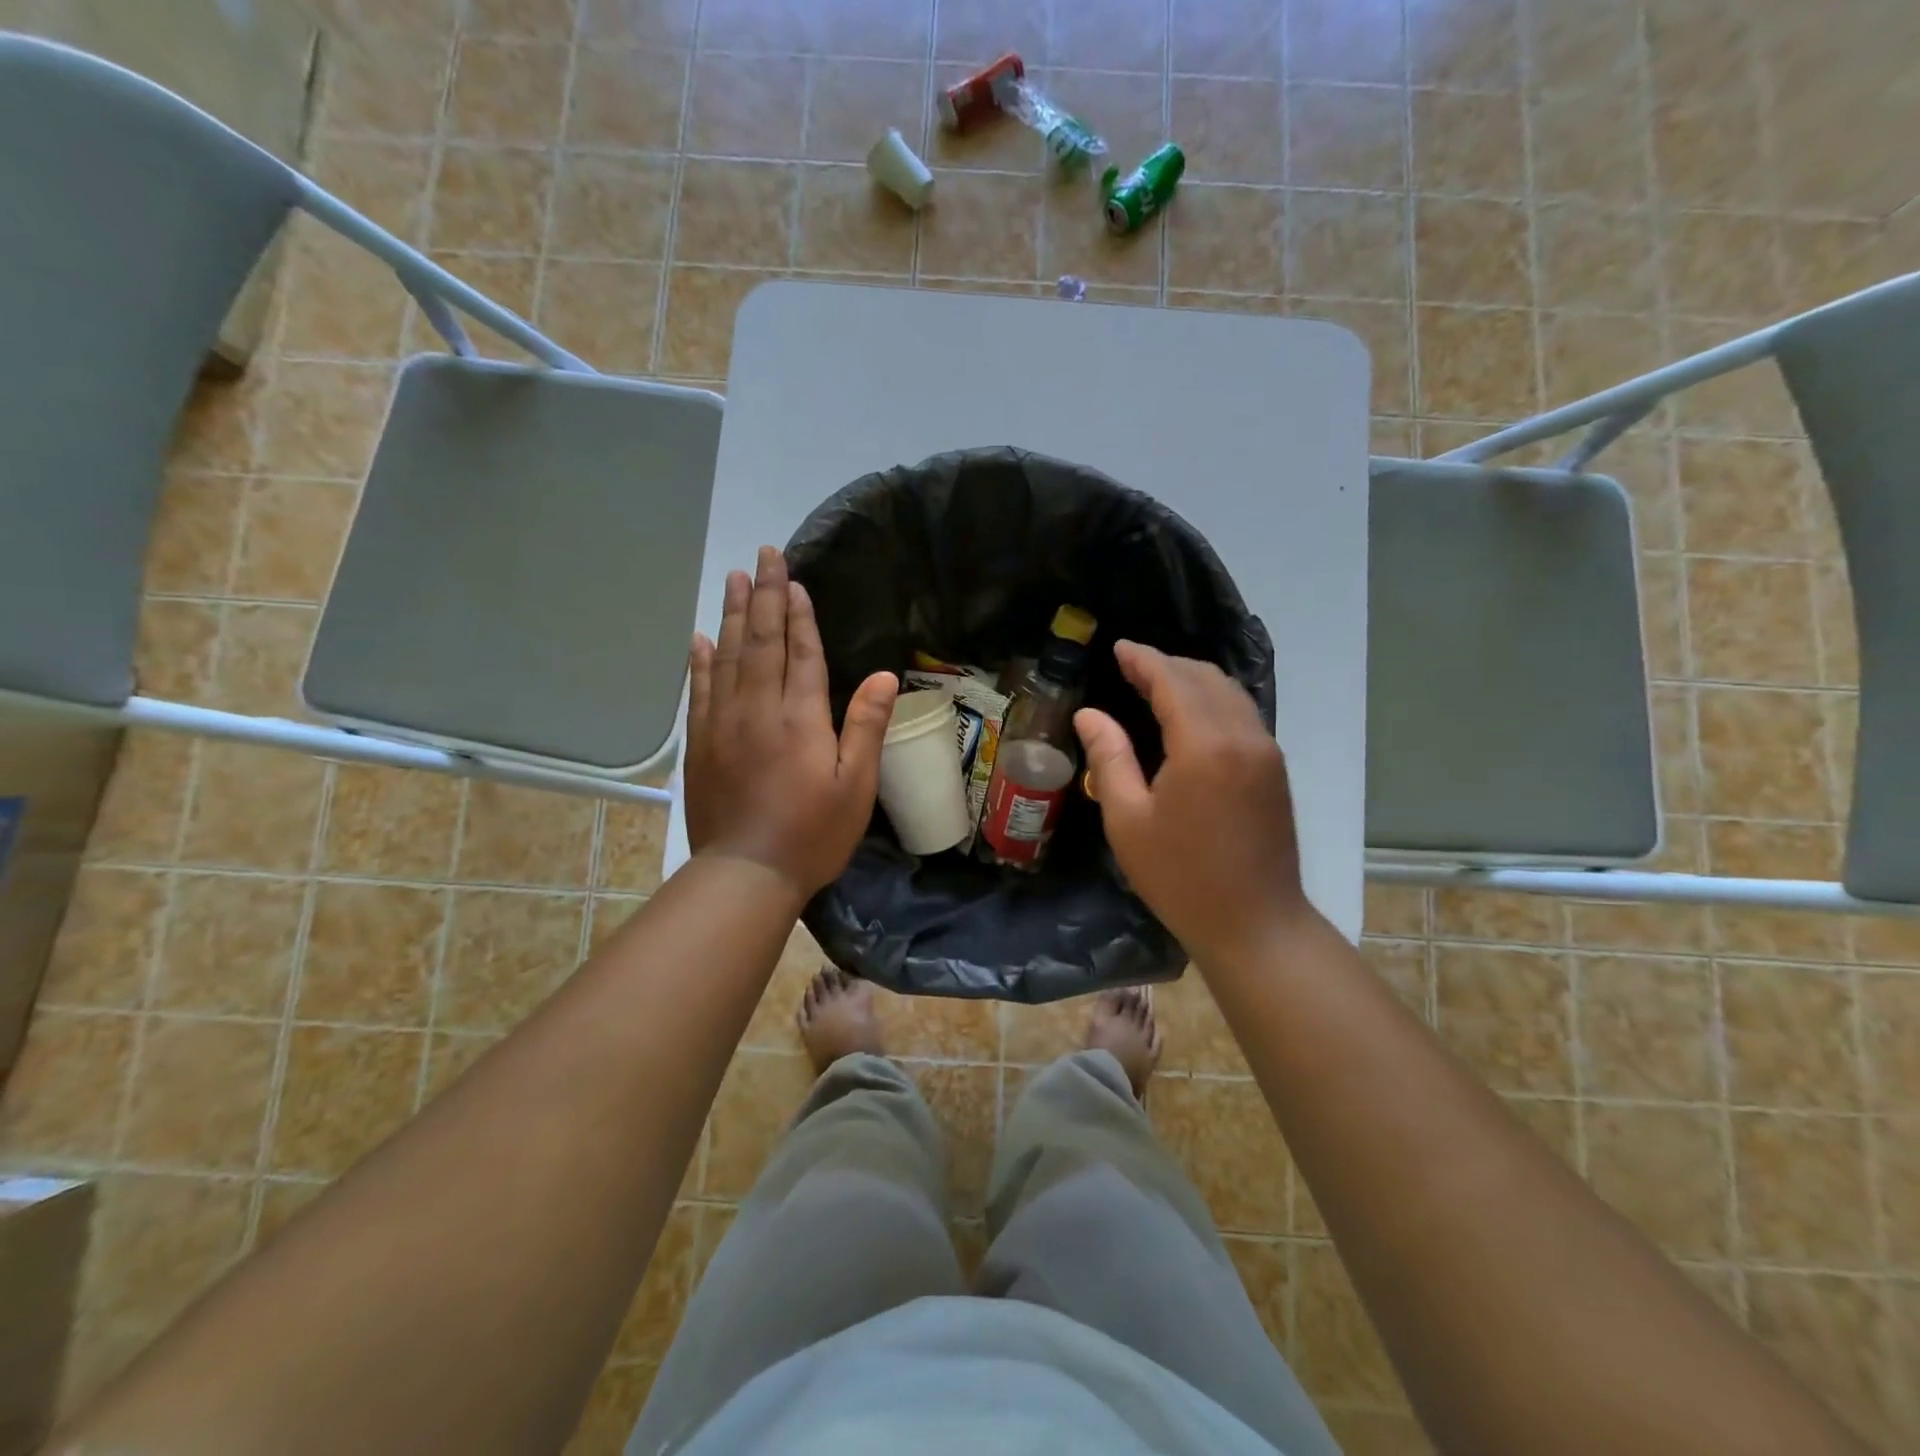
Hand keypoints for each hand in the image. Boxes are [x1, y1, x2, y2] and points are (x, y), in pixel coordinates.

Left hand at [685, 547, 897, 901]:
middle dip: (764, 596)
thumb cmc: (812, 834)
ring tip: (734, 579)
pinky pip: (700, 690)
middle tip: (761, 555)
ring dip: (733, 615)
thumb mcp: (855, 786)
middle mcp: (758, 709)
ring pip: (727, 656)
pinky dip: (701, 660)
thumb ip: (865, 726)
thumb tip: (881, 675)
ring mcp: (723, 724)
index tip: (793, 578)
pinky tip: (701, 638)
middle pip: (761, 642)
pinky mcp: (702, 744)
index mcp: (800, 717)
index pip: (800, 652)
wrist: (746, 873)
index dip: (799, 614)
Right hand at [1074, 642, 1314, 966]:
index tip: (1119, 648)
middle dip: (1167, 664)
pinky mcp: (1275, 769)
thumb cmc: (1180, 877)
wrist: (1255, 924)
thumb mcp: (1128, 820)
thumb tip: (1090, 714)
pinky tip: (1190, 714)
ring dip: (1192, 680)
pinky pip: (1242, 714)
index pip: (1172, 682)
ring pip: (1230, 693)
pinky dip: (1213, 700)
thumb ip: (1109, 758)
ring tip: (1156, 682)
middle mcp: (1243, 736)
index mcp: (1204, 745)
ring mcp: (1266, 752)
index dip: (1144, 660)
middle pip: (1205, 679)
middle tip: (1131, 665)